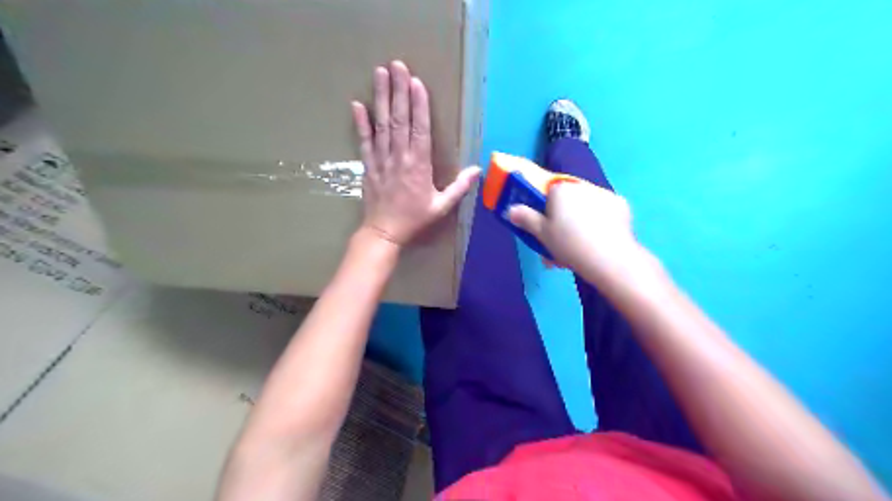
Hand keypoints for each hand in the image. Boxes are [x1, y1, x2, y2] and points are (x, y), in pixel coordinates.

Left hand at [351, 58, 485, 246]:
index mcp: (419, 165)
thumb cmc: (415, 219)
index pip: (420, 129)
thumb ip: (459, 188)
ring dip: (380, 98)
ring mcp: (381, 160)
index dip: (419, 105)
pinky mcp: (368, 165)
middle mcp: (399, 157)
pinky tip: (357, 105)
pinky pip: (363, 141)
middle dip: (398, 91)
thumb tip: (477, 170)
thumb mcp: (441, 206)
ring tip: (380, 74)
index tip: (417, 83)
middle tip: (397, 65)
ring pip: (381, 125)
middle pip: (399, 120)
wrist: (384, 232)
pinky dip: (360, 123)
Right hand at [508, 182, 648, 284]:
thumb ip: (526, 219)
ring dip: (580, 221)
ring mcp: (604, 194)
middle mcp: (582, 186)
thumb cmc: (569, 243)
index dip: (545, 210)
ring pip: (586, 206)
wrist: (609, 257)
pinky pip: (604, 212)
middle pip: (568, 200)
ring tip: (578, 248)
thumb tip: (510, 209)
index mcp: (561, 189)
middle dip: (563, 219)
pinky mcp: (621, 205)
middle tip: (560, 243)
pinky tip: (599, 241)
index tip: (546, 227)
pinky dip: (600, 223)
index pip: (548, 192)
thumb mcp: (542, 234)